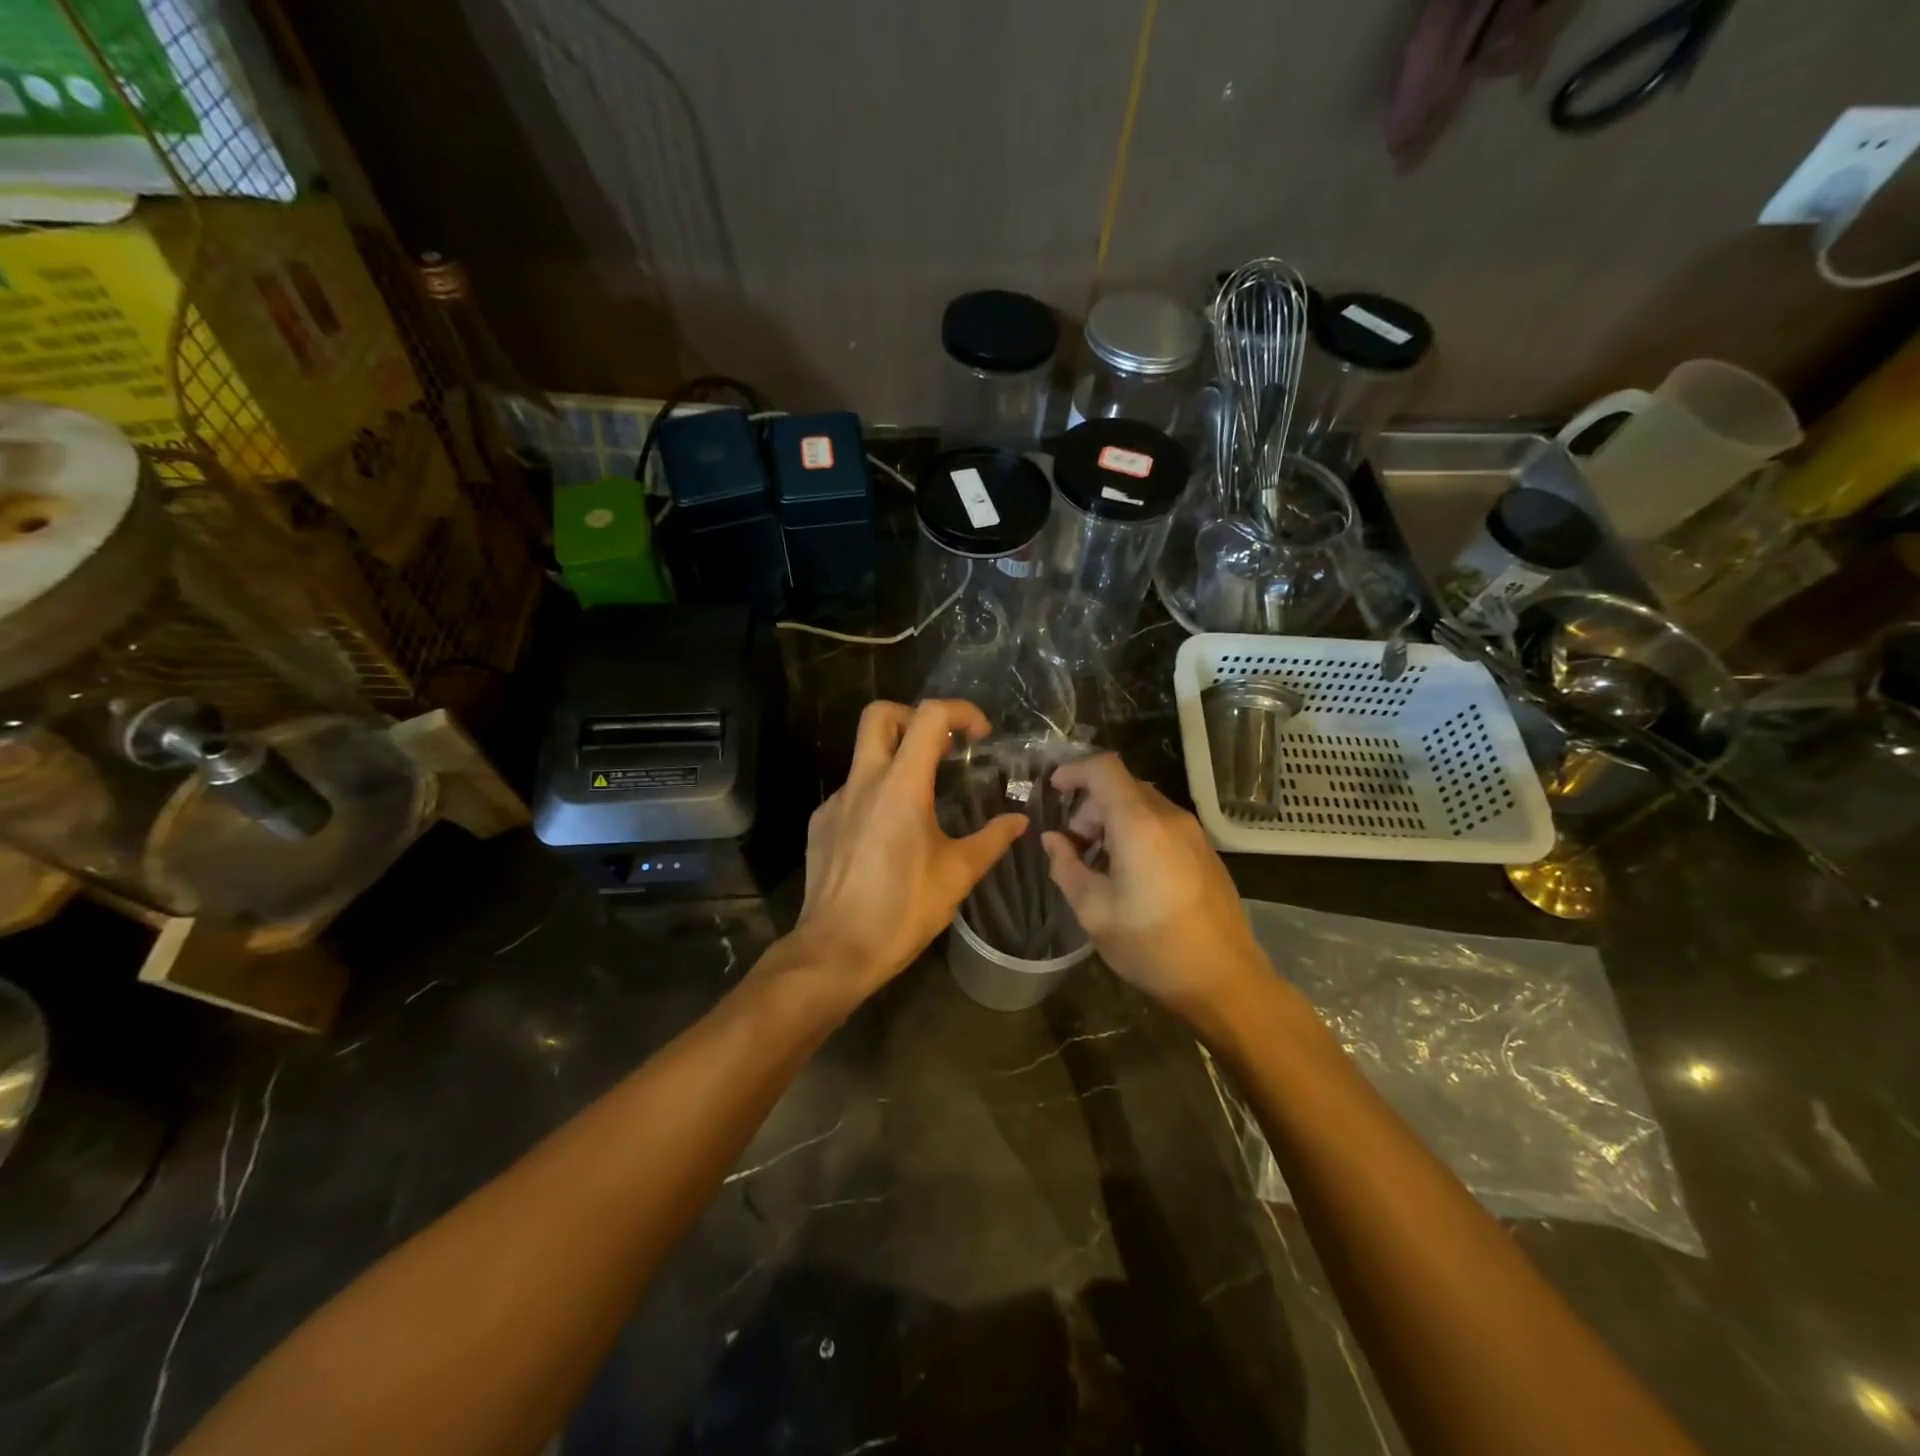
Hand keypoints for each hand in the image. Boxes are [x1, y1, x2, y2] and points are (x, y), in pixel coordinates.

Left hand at [782, 699, 1026, 1008]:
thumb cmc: (903, 910)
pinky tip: (888, 835)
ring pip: (863, 755)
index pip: (929, 716)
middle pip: (880, 714)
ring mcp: (836, 801)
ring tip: (921, 799)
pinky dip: (875, 796)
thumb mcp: (957, 875)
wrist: (835, 950)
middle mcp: (863, 781)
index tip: (980, 735)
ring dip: (895, 759)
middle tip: (939, 746)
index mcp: (902, 785)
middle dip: (913, 716)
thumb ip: (992, 840)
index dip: (960, 712)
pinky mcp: (820, 823)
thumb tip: (1018, 821)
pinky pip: (851, 792)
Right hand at [1040, 754, 1269, 1028]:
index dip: (1074, 771)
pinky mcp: (1205, 851)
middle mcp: (1170, 817)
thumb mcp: (1094, 911)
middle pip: (1123, 785)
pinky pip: (1162, 823)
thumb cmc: (1153, 947)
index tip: (1053, 790)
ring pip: (1144, 804)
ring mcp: (1193, 833)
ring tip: (1098, 862)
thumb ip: (1066, 867)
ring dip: (1113, 819)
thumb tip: (1053, 840)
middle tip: (1074, 844)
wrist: (1226, 980)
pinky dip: (1136, 831)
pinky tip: (1129, 872)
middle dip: (1090, 805)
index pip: (1104, 769)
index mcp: (1140, 824)